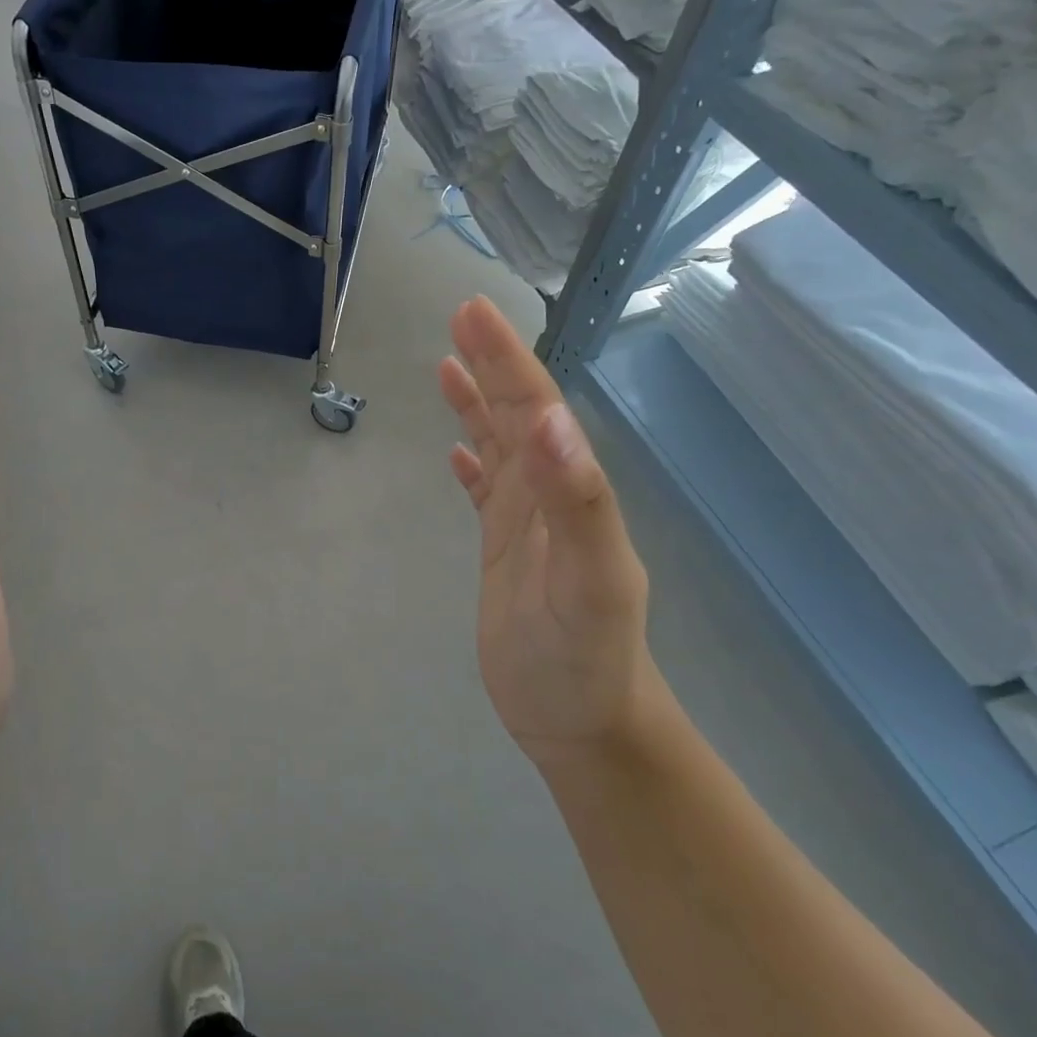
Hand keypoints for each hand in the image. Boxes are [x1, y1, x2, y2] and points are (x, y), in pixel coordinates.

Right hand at [439, 297, 660, 766]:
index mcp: (569, 490)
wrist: (583, 724)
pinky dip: (472, 464)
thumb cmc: (584, 658)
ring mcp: (527, 523)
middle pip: (517, 415)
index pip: (535, 407)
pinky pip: (485, 493)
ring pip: (500, 447)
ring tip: (447, 366)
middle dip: (490, 364)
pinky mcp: (504, 551)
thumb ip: (575, 501)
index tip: (471, 312)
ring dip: (477, 404)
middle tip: (458, 318)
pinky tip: (456, 452)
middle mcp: (550, 494)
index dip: (505, 358)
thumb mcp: (588, 581)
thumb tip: (547, 419)